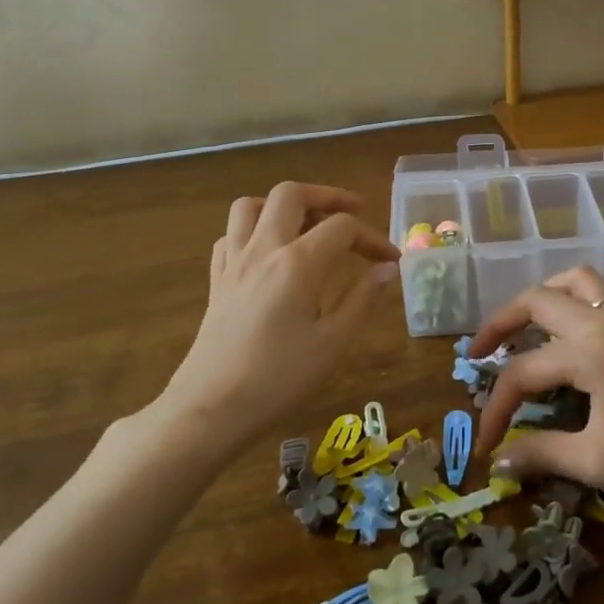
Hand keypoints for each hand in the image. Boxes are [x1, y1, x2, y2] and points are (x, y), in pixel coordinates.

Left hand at [162, 182, 398, 434]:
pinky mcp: (216, 280)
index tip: (390, 260)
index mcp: (298, 263)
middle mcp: (263, 249)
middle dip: (326, 196)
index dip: (372, 238)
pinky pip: (230, 236)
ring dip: (282, 206)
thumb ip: (363, 298)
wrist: (212, 408)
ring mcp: (233, 262)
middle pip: (291, 194)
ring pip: (250, 205)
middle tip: (352, 212)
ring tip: (306, 225)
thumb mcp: (333, 343)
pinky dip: (253, 231)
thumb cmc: (279, 379)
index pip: (342, 227)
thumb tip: (387, 268)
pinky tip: (269, 254)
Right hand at [470, 266, 603, 509]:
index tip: (482, 446)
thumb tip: (497, 462)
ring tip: (526, 325)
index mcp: (589, 352)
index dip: (495, 408)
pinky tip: (573, 332)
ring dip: (543, 296)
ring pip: (576, 280)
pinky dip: (575, 299)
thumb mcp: (595, 461)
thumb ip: (541, 454)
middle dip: (500, 324)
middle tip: (479, 353)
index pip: (523, 372)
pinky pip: (602, 292)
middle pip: (537, 300)